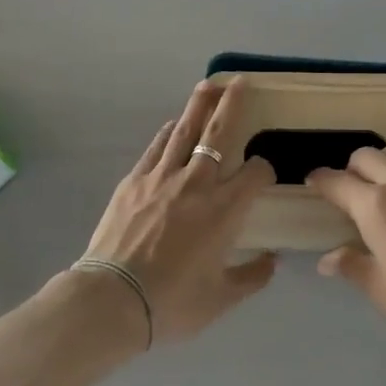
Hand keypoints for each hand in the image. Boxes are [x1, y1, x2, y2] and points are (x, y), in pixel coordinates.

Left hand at [73, 80, 277, 345]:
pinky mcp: (135, 180)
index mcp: (225, 210)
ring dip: (199, 106)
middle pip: (219, 134)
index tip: (264, 175)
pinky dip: (168, 132)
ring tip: (208, 86)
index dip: (265, 169)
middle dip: (233, 105)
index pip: (256, 173)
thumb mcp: (221, 299)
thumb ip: (252, 277)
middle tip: (239, 82)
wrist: (113, 299)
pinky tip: (173, 124)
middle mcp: (197, 183)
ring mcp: (163, 177)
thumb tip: (272, 261)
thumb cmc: (173, 302)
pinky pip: (156, 147)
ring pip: (185, 130)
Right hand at [307, 103, 385, 355]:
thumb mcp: (380, 289)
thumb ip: (350, 265)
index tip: (313, 184)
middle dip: (351, 172)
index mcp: (373, 207)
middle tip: (353, 194)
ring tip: (382, 178)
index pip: (336, 183)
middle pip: (363, 160)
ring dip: (382, 161)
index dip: (320, 182)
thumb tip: (325, 259)